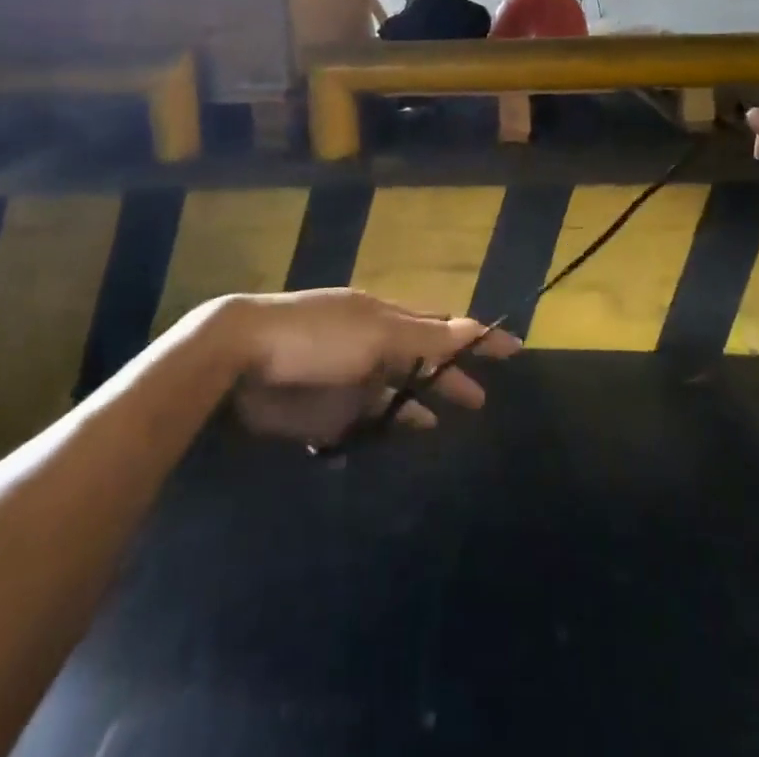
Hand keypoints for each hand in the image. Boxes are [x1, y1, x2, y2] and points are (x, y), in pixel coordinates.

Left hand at [215, 289, 520, 445]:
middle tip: (482, 399)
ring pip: (395, 394)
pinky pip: (365, 422)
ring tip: (445, 422)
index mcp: (387, 319)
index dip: (477, 338)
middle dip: (451, 376)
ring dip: (419, 404)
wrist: (244, 358)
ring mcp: (351, 379)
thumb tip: (475, 326)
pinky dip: (384, 428)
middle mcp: (374, 346)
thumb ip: (425, 337)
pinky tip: (397, 439)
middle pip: (422, 363)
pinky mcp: (327, 412)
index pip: (443, 327)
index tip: (514, 348)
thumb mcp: (376, 333)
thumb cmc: (317, 335)